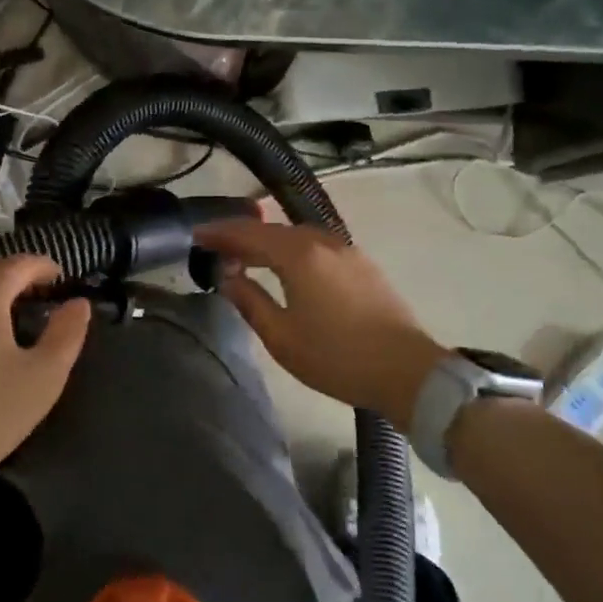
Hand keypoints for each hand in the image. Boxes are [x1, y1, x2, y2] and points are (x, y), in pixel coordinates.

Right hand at [196, 219, 443, 424]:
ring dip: (268, 242)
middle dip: (242, 235)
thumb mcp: (281, 336)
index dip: (220, 233)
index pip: (249, 234)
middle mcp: (323, 242)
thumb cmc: (337, 357)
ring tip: (246, 256)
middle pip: (273, 230)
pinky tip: (286, 266)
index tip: (195, 235)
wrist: (406, 371)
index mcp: (299, 255)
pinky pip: (316, 246)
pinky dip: (292, 250)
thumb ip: (250, 301)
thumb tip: (228, 277)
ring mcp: (347, 251)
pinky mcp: (362, 265)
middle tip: (216, 246)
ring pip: (297, 236)